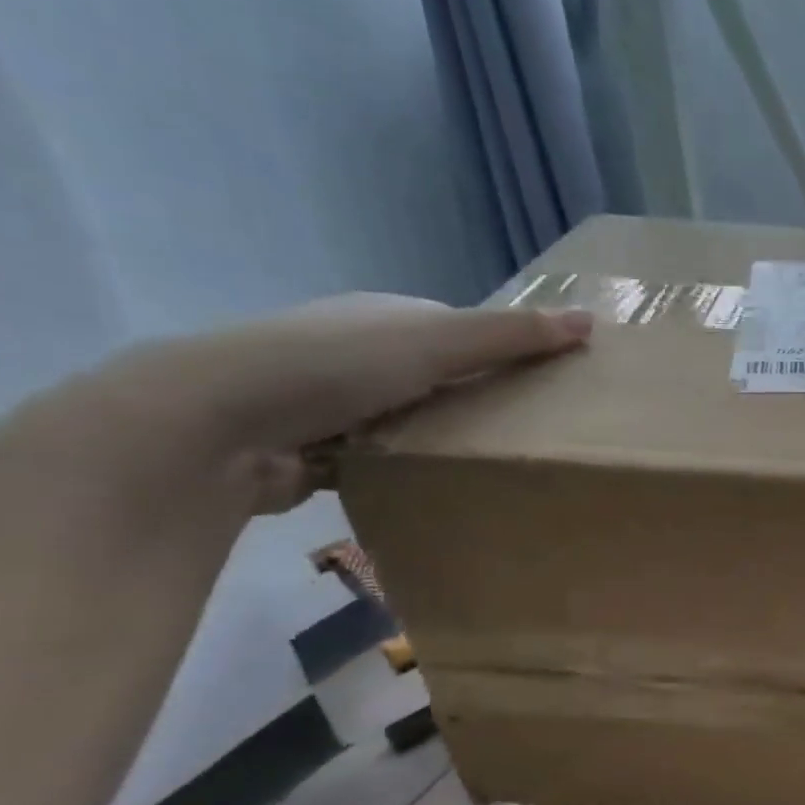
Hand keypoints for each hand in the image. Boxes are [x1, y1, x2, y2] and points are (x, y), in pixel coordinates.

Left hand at [88, 295, 591, 513]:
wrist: (213, 425)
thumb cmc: (333, 366)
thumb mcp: (435, 342)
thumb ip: (512, 335)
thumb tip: (591, 321)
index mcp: (386, 316)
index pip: (462, 330)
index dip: (506, 353)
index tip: (545, 387)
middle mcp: (358, 350)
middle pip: (438, 376)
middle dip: (477, 401)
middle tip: (526, 434)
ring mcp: (331, 401)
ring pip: (410, 420)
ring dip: (441, 439)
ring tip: (490, 466)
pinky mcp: (315, 450)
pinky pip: (381, 457)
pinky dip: (405, 469)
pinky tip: (434, 488)